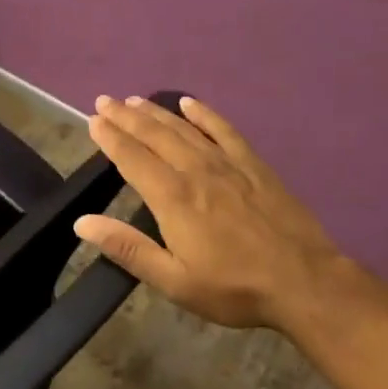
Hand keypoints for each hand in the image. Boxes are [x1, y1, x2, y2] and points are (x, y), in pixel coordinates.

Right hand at [74, 94, 348, 329]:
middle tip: (105, 101)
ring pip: (183, 129)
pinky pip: (223, 130)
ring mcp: (227, 164)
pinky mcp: (253, 165)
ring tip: (134, 100)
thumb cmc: (234, 288)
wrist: (304, 282)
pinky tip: (190, 103)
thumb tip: (82, 223)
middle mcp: (195, 171)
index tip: (93, 121)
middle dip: (126, 117)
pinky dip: (204, 114)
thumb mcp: (174, 280)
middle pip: (154, 135)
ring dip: (156, 112)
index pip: (132, 158)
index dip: (110, 138)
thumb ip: (128, 248)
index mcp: (172, 198)